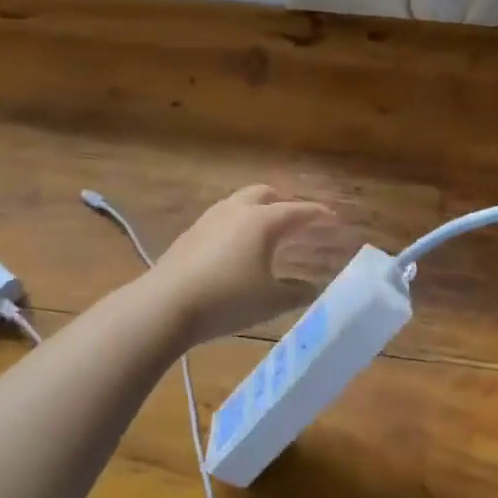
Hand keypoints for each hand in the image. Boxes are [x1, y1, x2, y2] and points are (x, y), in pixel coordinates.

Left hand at [150, 185, 334, 344]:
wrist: (165, 304)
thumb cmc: (227, 300)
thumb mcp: (271, 301)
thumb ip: (298, 293)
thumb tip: (313, 288)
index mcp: (263, 221)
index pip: (298, 210)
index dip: (317, 213)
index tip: (332, 216)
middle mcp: (237, 210)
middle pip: (264, 193)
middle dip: (283, 201)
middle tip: (295, 219)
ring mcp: (209, 219)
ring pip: (239, 202)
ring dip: (257, 210)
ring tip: (266, 232)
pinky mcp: (190, 233)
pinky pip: (222, 218)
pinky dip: (237, 224)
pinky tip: (235, 248)